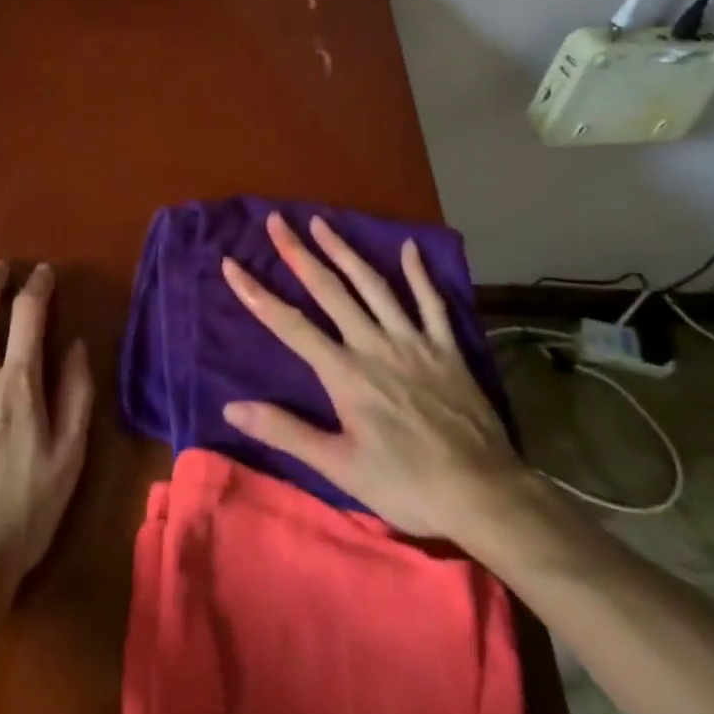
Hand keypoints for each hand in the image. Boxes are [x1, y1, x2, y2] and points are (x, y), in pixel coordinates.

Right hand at [220, 212, 531, 547]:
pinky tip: (409, 247)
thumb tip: (232, 408)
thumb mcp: (339, 467)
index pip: (289, 324)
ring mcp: (412, 340)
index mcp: (344, 372)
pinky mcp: (446, 347)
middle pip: (329, 289)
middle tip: (277, 219)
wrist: (483, 494)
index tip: (231, 263)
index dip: (256, 293)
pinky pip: (431, 302)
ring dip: (344, 250)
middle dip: (298, 252)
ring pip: (373, 285)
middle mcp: (373, 344)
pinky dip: (419, 274)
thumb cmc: (406, 485)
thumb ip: (286, 431)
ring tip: (322, 221)